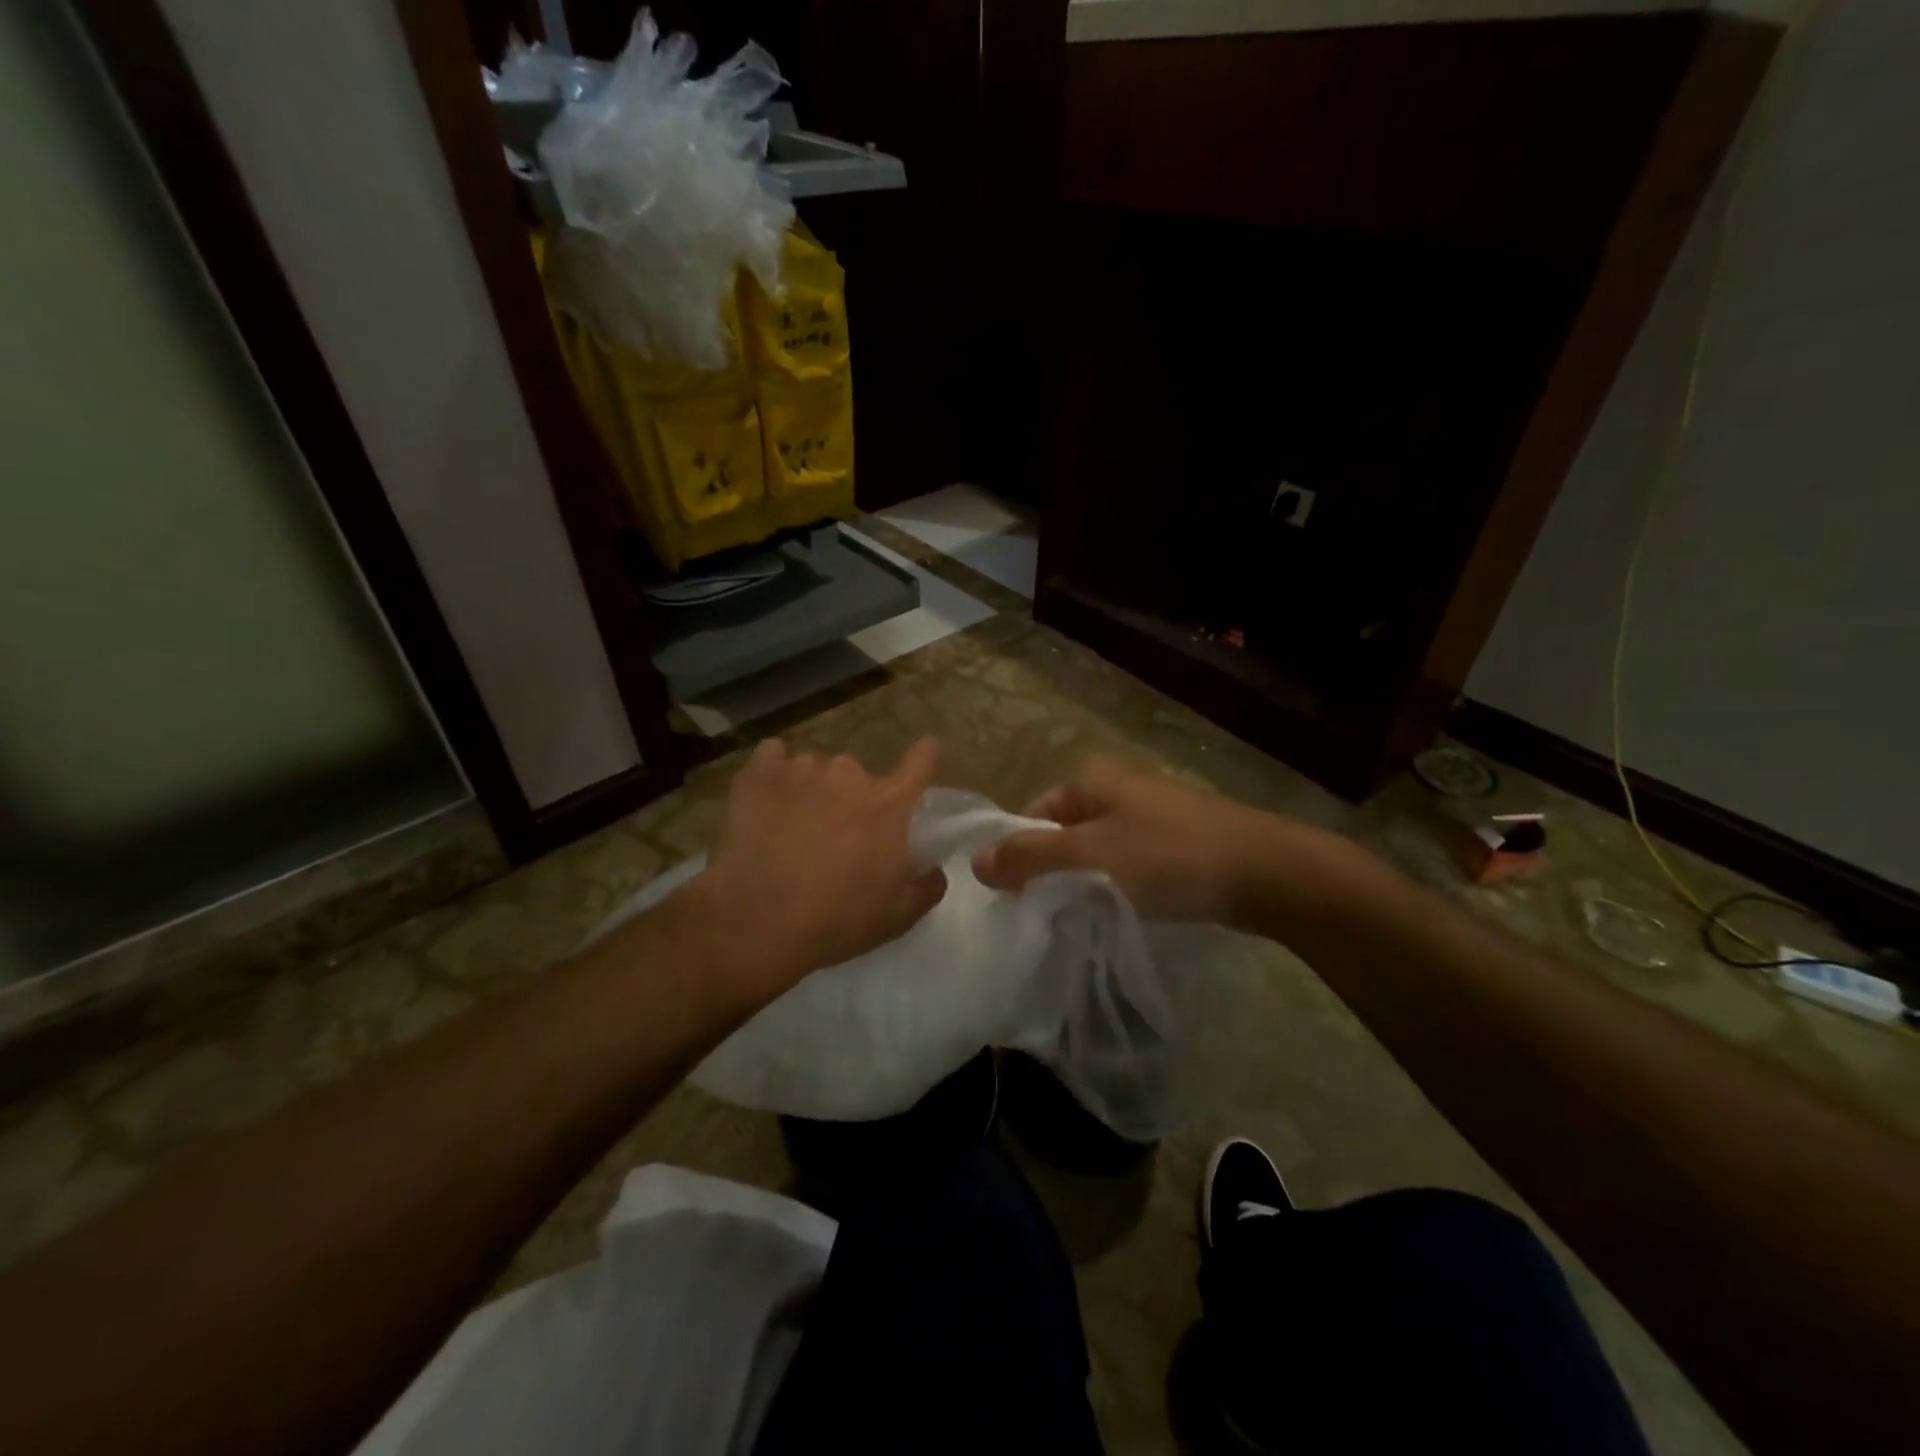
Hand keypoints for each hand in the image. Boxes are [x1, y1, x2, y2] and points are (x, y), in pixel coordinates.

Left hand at [696, 737, 946, 998]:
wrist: (756, 922)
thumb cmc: (836, 919)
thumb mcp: (898, 916)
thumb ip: (927, 886)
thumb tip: (933, 869)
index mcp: (889, 803)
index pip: (923, 759)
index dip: (925, 758)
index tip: (921, 762)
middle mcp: (850, 773)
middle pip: (861, 776)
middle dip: (855, 800)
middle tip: (838, 837)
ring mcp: (803, 768)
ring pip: (817, 771)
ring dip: (814, 792)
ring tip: (794, 829)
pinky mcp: (759, 773)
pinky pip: (773, 757)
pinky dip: (774, 775)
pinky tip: (767, 803)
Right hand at [972, 756, 1275, 922]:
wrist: (1266, 872)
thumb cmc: (1169, 857)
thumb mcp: (1091, 856)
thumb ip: (1031, 858)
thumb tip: (975, 862)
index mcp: (1091, 780)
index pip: (1031, 816)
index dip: (1018, 855)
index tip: (1017, 900)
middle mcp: (1117, 789)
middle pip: (1062, 834)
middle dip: (1051, 873)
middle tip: (1047, 916)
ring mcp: (1149, 815)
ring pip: (1095, 852)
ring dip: (1084, 884)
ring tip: (1082, 920)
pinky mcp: (1174, 843)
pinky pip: (1127, 865)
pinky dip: (1116, 887)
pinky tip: (1120, 915)